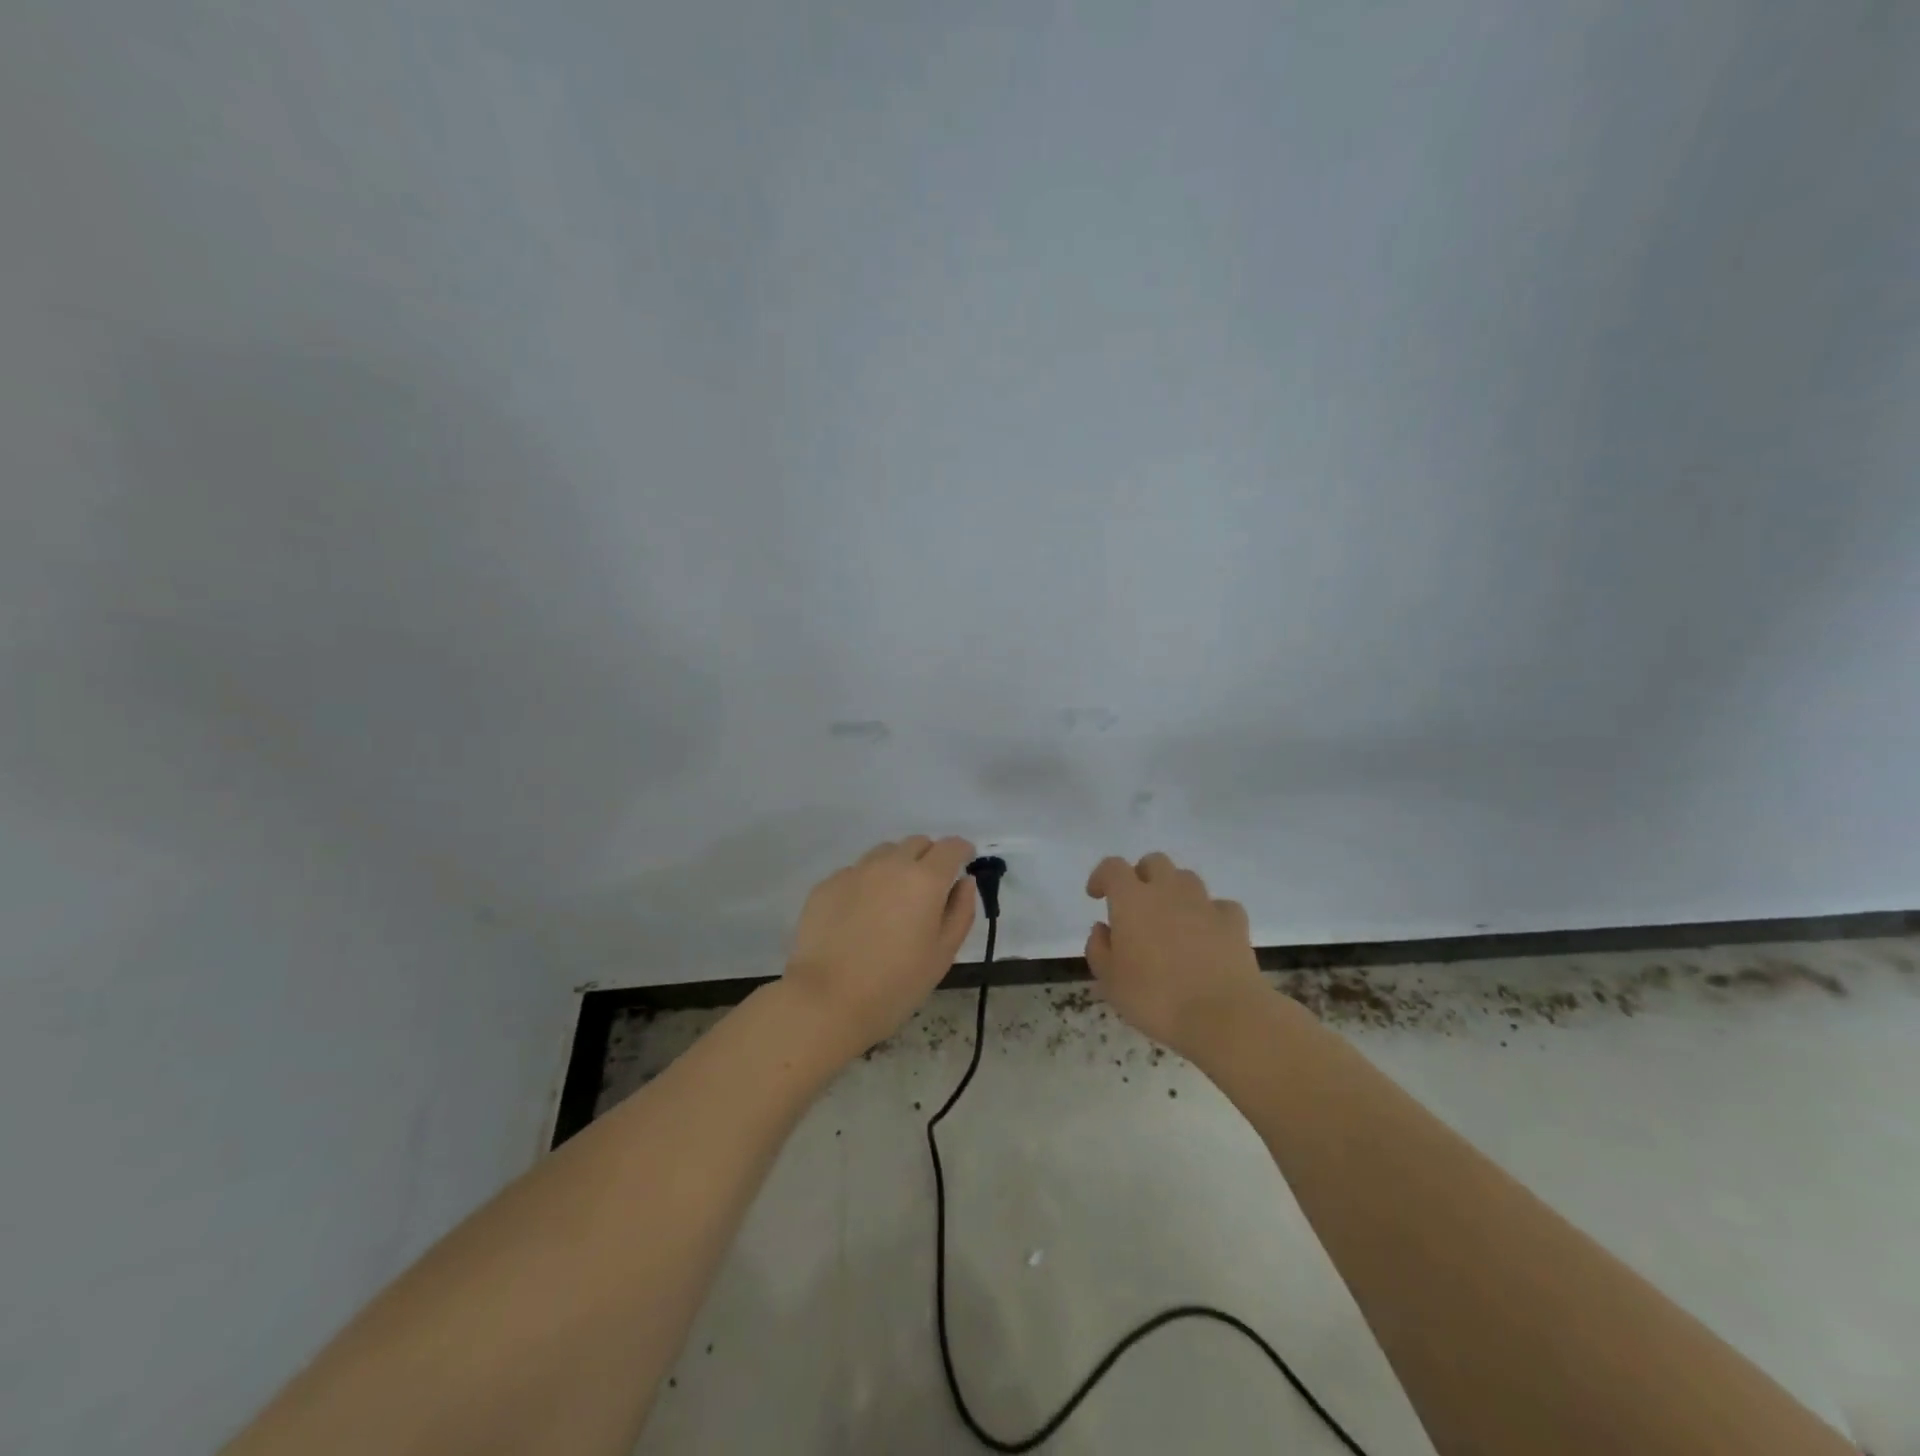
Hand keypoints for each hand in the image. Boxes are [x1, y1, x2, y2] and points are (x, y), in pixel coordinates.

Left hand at [783, 836, 978, 1056]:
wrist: (826, 1001)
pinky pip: (855, 872)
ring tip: (892, 902)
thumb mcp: (942, 954)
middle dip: (929, 858)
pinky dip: (866, 884)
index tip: (964, 863)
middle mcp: (890, 864)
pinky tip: (860, 916)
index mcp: (925, 880)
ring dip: (897, 866)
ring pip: (884, 853)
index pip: (951, 847)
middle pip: (917, 843)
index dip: (962, 851)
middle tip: (929, 889)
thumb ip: (960, 911)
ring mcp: (854, 871)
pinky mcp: (826, 885)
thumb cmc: (896, 984)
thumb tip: (964, 882)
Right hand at [1084, 851, 1268, 1059]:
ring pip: (1187, 878)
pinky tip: (1207, 935)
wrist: (1223, 1017)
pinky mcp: (1234, 922)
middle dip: (1141, 875)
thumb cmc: (1155, 998)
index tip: (1096, 895)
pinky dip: (1209, 914)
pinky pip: (1219, 906)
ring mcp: (1205, 904)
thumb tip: (1103, 929)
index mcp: (1132, 900)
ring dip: (1174, 891)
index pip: (1113, 867)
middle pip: (1154, 862)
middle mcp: (1168, 891)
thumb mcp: (1110, 982)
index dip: (1102, 876)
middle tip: (1135, 904)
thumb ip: (1099, 949)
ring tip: (1170, 919)